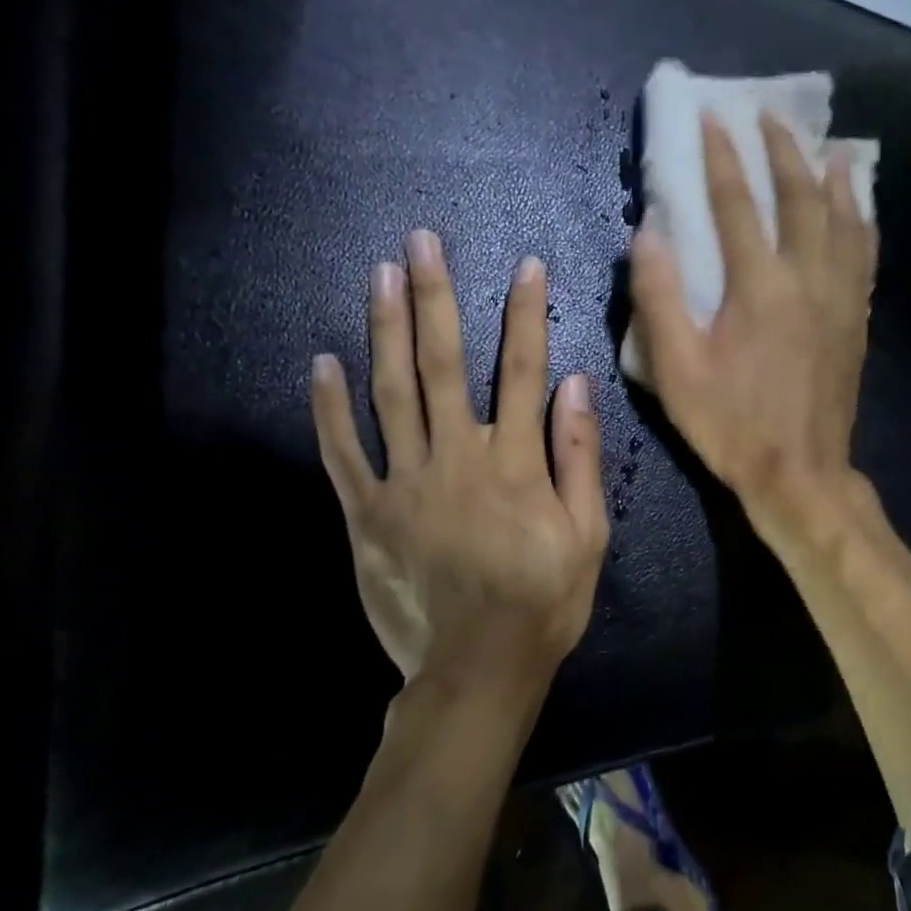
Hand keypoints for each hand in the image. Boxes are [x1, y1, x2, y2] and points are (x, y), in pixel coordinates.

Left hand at [310, 231, 607, 686]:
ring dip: (385, 330)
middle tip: (422, 242)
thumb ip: (580, 456)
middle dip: (436, 298)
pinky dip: (330, 408)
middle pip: (444, 364)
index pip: (523, 371)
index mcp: (515, 462)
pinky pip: (343, 453)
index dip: (526, 315)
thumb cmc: (545, 599)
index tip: (525, 267)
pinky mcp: (367, 514)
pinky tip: (322, 363)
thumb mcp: (589, 533)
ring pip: (391, 393)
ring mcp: (405, 483)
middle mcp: (457, 457)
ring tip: (379, 275)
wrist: (478, 667)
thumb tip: (575, 385)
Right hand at [629, 113, 877, 529]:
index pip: (738, 205)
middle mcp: (808, 280)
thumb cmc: (731, 424)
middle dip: (785, 151)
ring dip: (834, 179)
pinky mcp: (857, 321)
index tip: (715, 117)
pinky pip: (866, 258)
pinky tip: (862, 212)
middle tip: (773, 115)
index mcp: (759, 287)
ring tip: (832, 147)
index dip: (723, 157)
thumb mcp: (676, 368)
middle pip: (801, 199)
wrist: (800, 473)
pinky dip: (863, 225)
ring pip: (844, 222)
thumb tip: (648, 231)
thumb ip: (659, 296)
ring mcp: (840, 299)